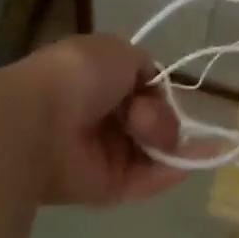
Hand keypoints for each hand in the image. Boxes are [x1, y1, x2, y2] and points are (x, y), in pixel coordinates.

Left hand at [6, 35, 188, 206]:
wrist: (40, 123)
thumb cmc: (76, 77)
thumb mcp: (116, 50)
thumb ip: (142, 66)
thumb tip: (150, 90)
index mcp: (97, 82)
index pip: (142, 89)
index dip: (158, 90)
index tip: (156, 90)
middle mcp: (101, 118)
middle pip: (152, 120)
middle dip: (159, 116)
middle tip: (140, 117)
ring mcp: (105, 155)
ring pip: (155, 149)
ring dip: (170, 140)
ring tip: (157, 137)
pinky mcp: (110, 187)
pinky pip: (149, 179)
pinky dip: (174, 170)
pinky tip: (198, 158)